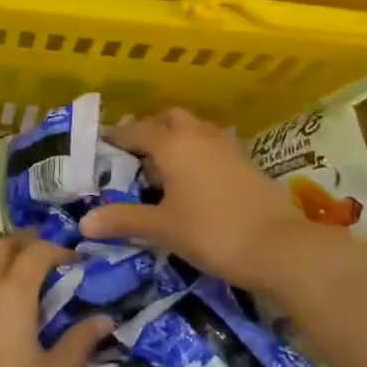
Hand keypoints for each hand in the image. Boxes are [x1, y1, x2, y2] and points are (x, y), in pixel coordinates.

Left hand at [0, 234, 112, 366]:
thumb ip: (80, 342)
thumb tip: (104, 318)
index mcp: (11, 294)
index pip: (36, 252)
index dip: (59, 250)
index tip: (79, 263)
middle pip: (2, 249)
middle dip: (27, 247)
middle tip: (52, 263)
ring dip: (4, 266)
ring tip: (30, 288)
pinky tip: (2, 317)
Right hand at [80, 108, 366, 286]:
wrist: (281, 247)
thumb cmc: (212, 232)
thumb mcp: (162, 229)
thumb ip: (124, 220)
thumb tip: (85, 223)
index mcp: (172, 144)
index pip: (137, 130)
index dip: (117, 136)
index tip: (102, 143)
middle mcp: (198, 136)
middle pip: (169, 118)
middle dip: (150, 128)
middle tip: (134, 152)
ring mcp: (227, 147)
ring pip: (194, 128)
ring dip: (177, 138)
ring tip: (163, 164)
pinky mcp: (247, 162)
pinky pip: (212, 145)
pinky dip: (197, 152)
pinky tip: (194, 179)